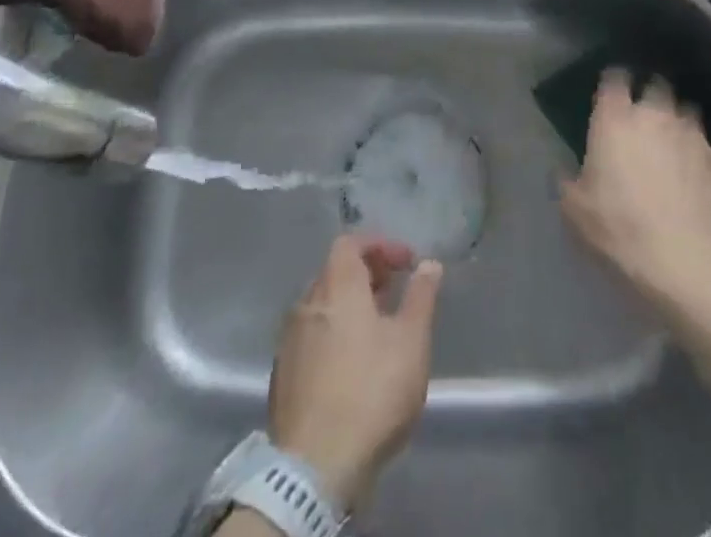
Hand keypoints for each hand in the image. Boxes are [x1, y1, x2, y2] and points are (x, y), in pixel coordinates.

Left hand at [269, 234, 443, 510]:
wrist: (314, 468)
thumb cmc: (371, 391)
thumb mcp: (411, 340)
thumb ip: (421, 296)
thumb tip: (429, 264)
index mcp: (337, 286)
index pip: (350, 243)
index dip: (380, 245)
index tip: (406, 263)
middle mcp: (307, 303)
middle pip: (334, 272)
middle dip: (366, 274)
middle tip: (394, 292)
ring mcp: (289, 341)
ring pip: (322, 306)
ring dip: (349, 306)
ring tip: (378, 329)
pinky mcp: (282, 377)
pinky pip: (311, 337)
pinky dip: (333, 334)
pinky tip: (352, 364)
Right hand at [560, 69, 710, 309]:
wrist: (679, 257)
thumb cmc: (617, 226)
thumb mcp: (574, 208)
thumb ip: (567, 179)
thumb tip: (565, 169)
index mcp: (614, 119)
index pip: (614, 78)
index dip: (613, 81)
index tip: (610, 93)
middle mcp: (653, 114)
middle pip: (655, 84)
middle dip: (649, 93)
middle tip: (642, 114)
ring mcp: (687, 133)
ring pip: (684, 108)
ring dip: (675, 117)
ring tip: (669, 137)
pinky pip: (701, 141)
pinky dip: (694, 148)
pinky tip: (690, 169)